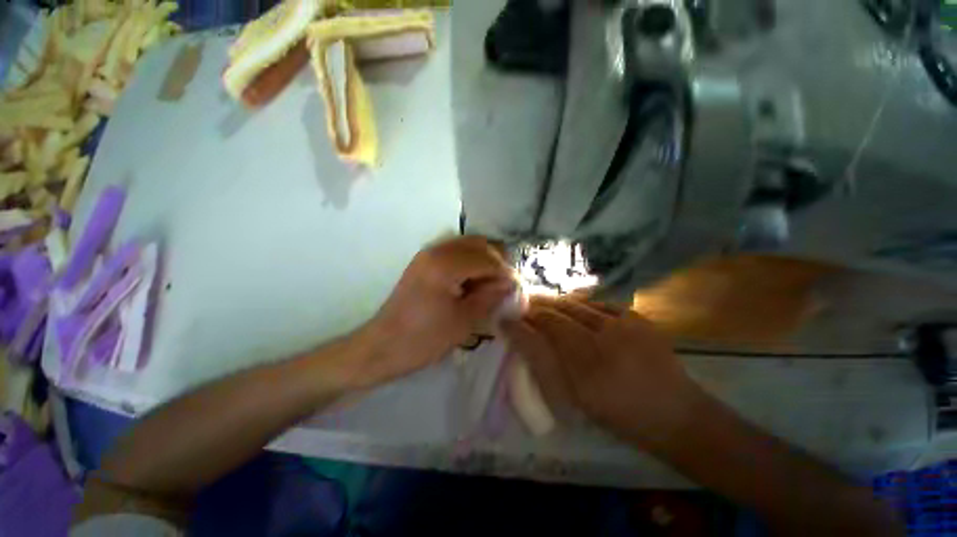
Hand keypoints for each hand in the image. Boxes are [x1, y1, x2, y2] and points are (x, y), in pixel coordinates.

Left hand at [348, 236, 514, 388]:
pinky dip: (470, 262)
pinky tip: (474, 281)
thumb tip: (510, 284)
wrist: (383, 346)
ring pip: (467, 245)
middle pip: (478, 244)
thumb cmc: (424, 339)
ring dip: (484, 260)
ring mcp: (428, 253)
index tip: (516, 289)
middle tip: (505, 284)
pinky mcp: (424, 261)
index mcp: (445, 265)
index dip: (505, 272)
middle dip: (496, 261)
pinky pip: (455, 252)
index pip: (487, 258)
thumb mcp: (464, 321)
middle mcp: (436, 250)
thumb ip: (490, 297)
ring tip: (491, 284)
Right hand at [502, 296, 700, 447]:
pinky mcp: (637, 317)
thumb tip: (521, 339)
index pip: (543, 332)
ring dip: (555, 304)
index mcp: (588, 368)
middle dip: (534, 308)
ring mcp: (624, 324)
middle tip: (520, 308)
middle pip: (557, 313)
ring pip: (576, 304)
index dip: (521, 324)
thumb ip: (545, 365)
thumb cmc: (620, 415)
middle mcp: (605, 339)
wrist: (677, 414)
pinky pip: (598, 303)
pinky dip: (580, 304)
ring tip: (542, 305)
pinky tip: (573, 309)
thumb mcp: (576, 400)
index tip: (505, 319)